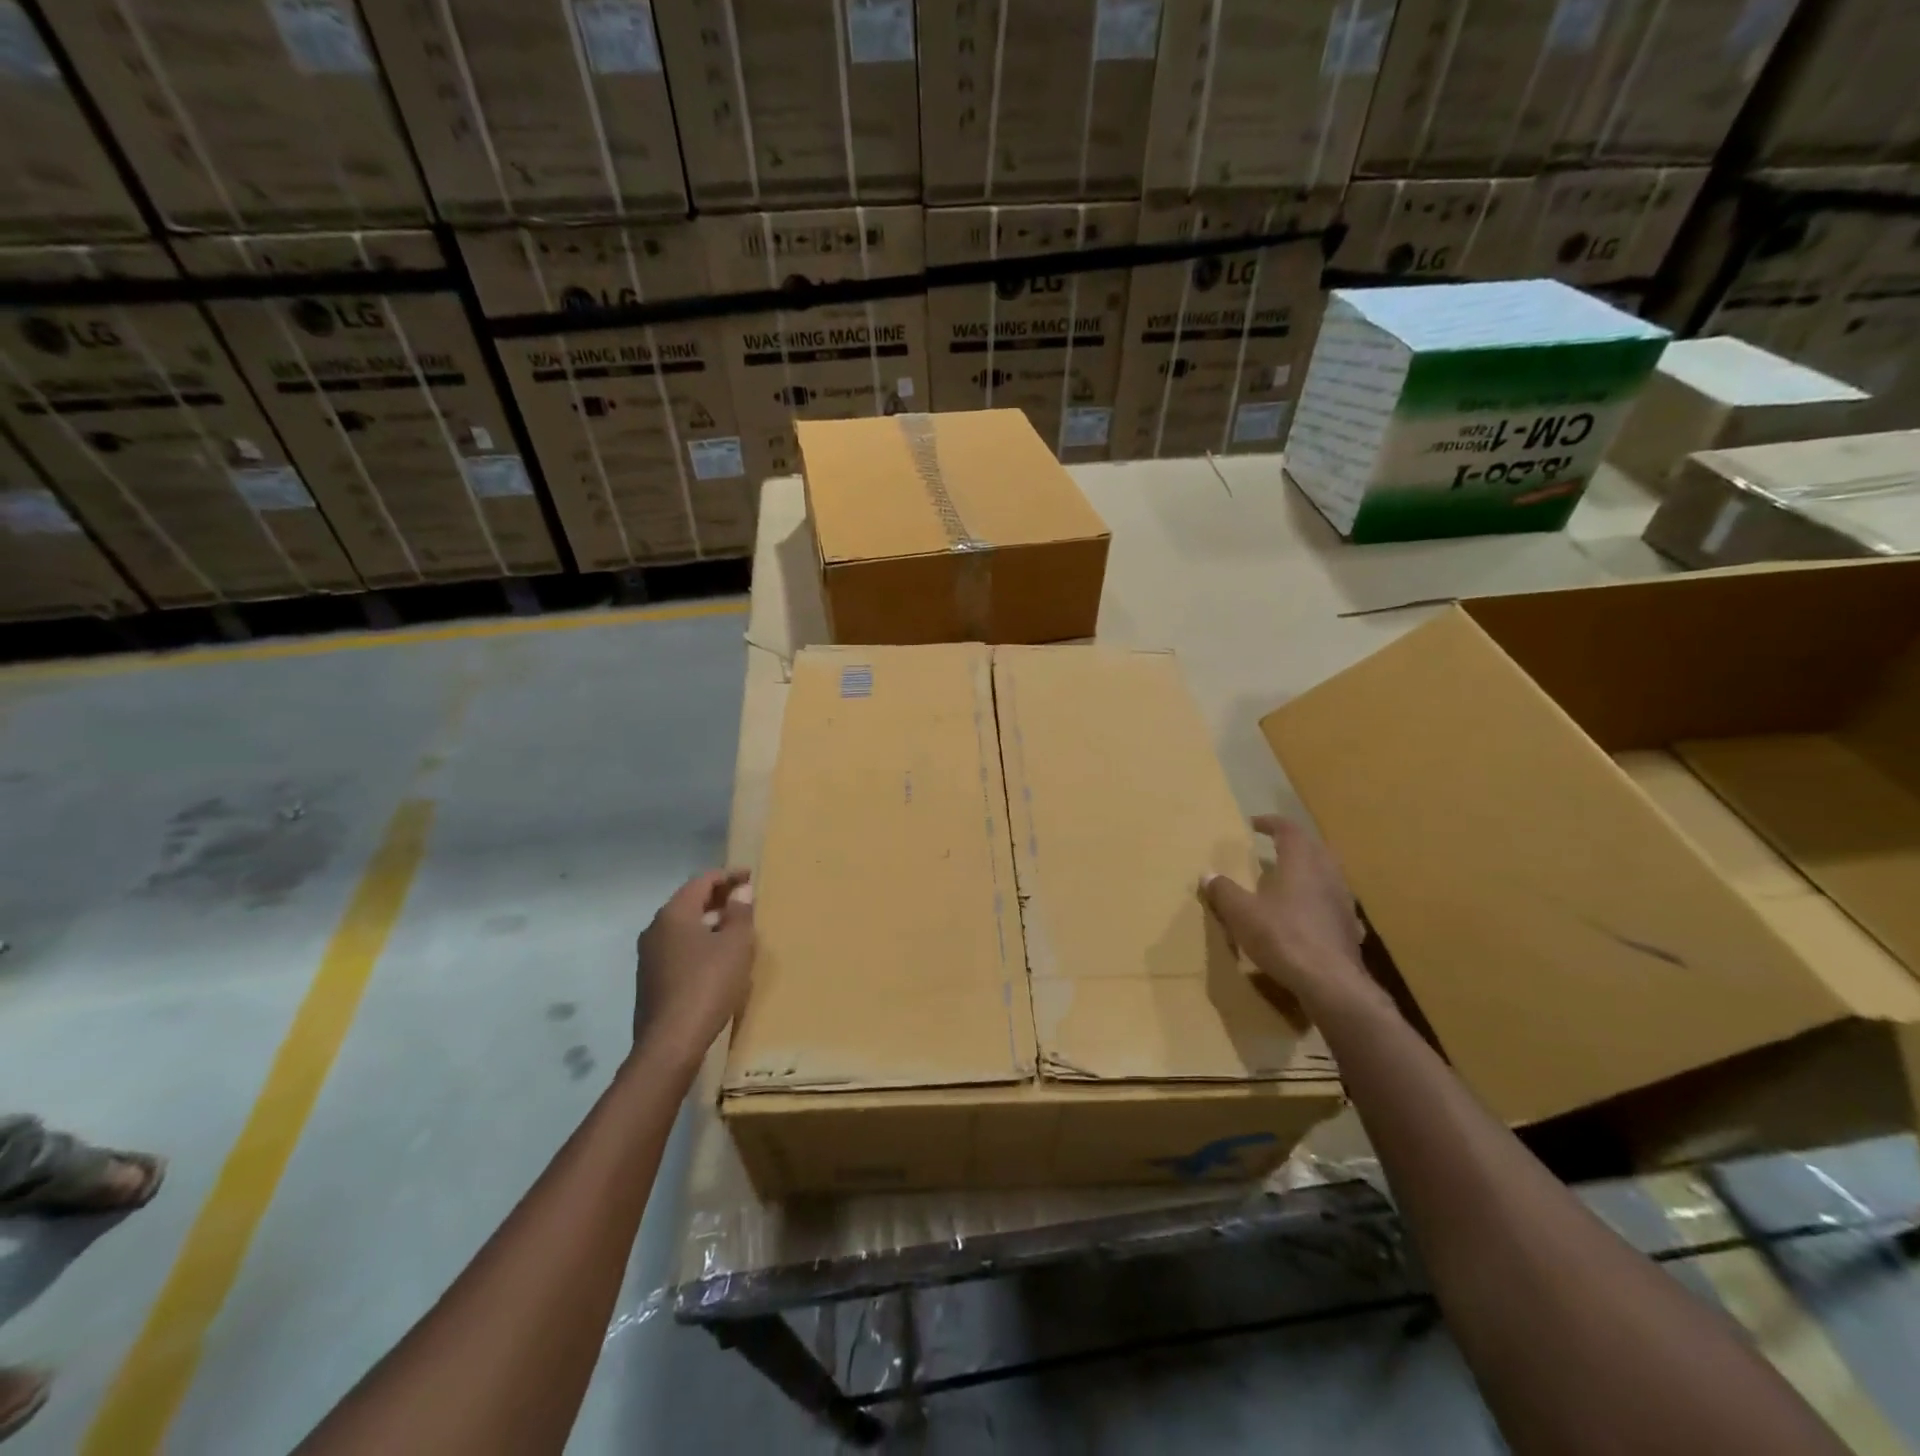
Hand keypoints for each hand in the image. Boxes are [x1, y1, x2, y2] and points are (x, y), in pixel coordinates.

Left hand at [635, 870, 754, 1060]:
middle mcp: (655, 929)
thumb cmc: (708, 984)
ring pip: (683, 927)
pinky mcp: (651, 980)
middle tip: (745, 900)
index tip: (750, 876)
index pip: (702, 881)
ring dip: (709, 922)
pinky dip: (699, 943)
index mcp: (674, 914)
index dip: (728, 875)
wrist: (670, 1043)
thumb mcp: (736, 945)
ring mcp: (649, 956)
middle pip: (689, 902)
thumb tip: (740, 890)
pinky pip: (678, 949)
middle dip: (718, 898)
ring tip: (735, 929)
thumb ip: (740, 913)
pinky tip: (717, 959)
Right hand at [1203, 816, 1372, 1014]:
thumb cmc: (1282, 937)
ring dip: (1309, 872)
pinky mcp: (1350, 928)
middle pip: (1314, 848)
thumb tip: (1207, 875)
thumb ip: (1224, 891)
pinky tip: (1308, 917)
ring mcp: (1344, 902)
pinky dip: (1319, 901)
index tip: (1254, 824)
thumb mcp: (1241, 913)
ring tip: (1288, 882)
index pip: (1289, 830)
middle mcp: (1327, 875)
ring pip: (1328, 875)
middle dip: (1294, 844)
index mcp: (1301, 863)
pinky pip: (1334, 904)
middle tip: (1274, 849)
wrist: (1330, 983)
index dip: (1271, 823)